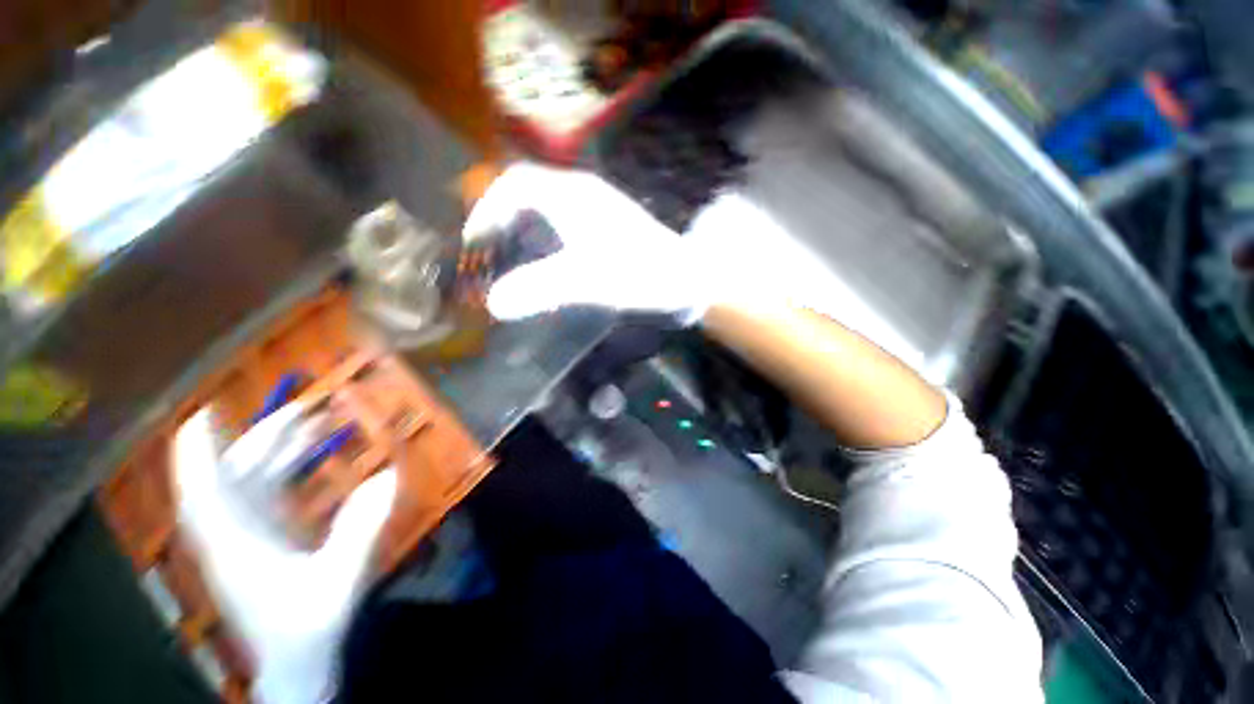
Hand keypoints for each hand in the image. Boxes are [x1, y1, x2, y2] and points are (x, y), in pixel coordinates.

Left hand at [174, 405, 397, 703]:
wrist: (296, 665)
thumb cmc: (307, 629)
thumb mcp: (337, 583)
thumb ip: (360, 531)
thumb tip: (388, 476)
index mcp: (235, 547)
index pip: (203, 493)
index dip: (198, 453)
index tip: (206, 413)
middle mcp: (233, 535)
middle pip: (236, 476)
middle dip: (264, 439)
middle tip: (305, 409)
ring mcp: (247, 537)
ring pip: (252, 482)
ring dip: (279, 451)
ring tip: (315, 423)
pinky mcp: (262, 541)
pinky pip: (268, 494)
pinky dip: (286, 471)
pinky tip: (311, 460)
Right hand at [463, 163, 716, 322]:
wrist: (686, 280)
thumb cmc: (642, 274)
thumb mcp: (590, 281)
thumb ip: (543, 289)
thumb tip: (493, 303)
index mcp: (573, 195)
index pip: (515, 183)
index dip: (487, 207)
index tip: (474, 241)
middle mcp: (582, 194)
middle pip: (527, 193)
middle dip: (500, 218)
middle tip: (486, 252)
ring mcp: (596, 211)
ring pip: (545, 209)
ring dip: (521, 229)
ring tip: (507, 261)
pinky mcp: (605, 229)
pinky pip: (563, 225)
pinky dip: (544, 240)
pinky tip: (544, 265)